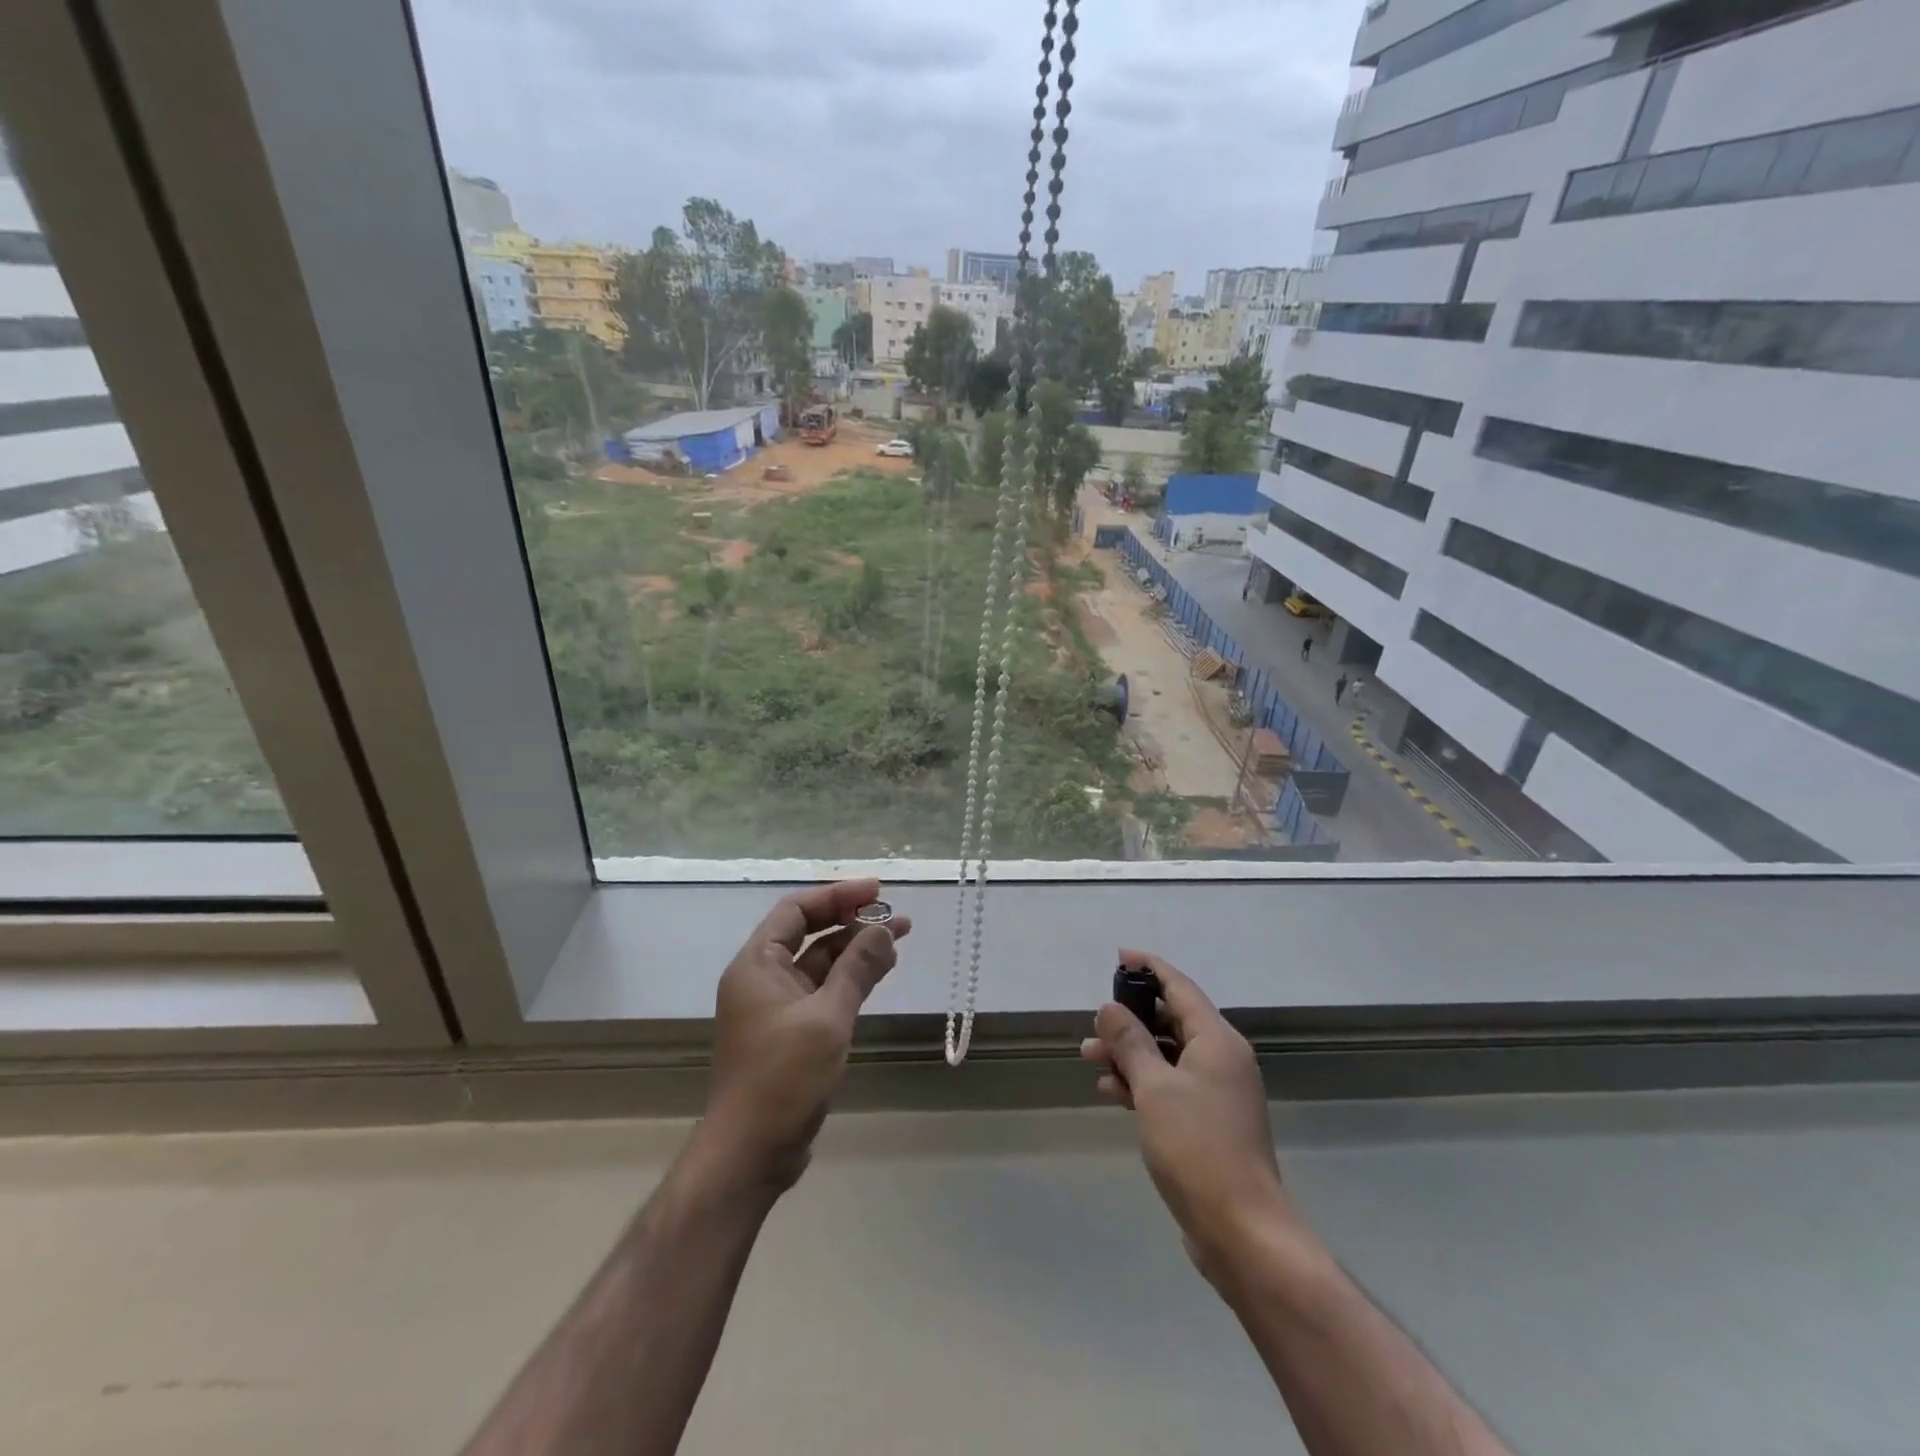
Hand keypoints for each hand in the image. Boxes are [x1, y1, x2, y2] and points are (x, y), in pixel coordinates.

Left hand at [699, 879, 909, 1192]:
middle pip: (809, 933)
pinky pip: (823, 991)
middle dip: (852, 921)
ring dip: (856, 950)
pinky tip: (880, 972)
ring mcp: (776, 1007)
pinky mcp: (791, 1032)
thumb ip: (857, 969)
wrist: (751, 1153)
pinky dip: (850, 979)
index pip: (797, 909)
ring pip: (820, 963)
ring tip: (900, 939)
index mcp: (757, 964)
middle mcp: (763, 978)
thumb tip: (885, 928)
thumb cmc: (783, 1077)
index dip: (837, 895)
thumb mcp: (827, 1017)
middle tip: (896, 916)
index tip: (878, 892)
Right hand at [1082, 950, 1287, 1278]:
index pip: (1180, 987)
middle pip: (1172, 1020)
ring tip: (1090, 1058)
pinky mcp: (1210, 1122)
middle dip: (1131, 1019)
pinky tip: (1111, 1091)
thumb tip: (1110, 1008)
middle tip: (1095, 1023)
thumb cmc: (1197, 1148)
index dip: (1149, 967)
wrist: (1241, 1231)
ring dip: (1131, 1053)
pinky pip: (1172, 1085)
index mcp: (1217, 1041)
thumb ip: (1130, 1042)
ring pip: (1168, 1055)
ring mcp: (1218, 1092)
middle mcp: (1222, 1058)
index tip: (1120, 956)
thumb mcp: (1154, 1087)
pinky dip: (1143, 1081)